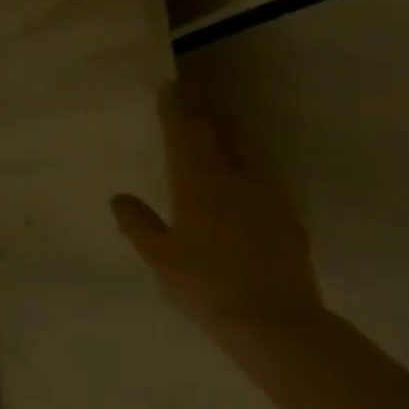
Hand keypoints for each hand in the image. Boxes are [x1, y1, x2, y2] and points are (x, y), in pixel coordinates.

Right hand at [112, 83, 323, 331]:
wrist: (275, 322)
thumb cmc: (204, 285)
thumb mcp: (158, 257)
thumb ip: (137, 223)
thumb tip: (120, 197)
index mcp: (198, 183)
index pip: (185, 133)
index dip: (176, 108)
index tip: (170, 86)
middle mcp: (236, 179)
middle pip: (220, 133)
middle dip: (203, 113)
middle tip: (191, 97)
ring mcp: (268, 196)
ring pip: (246, 152)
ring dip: (228, 135)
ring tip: (215, 129)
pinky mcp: (288, 218)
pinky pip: (262, 178)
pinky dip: (245, 166)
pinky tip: (240, 180)